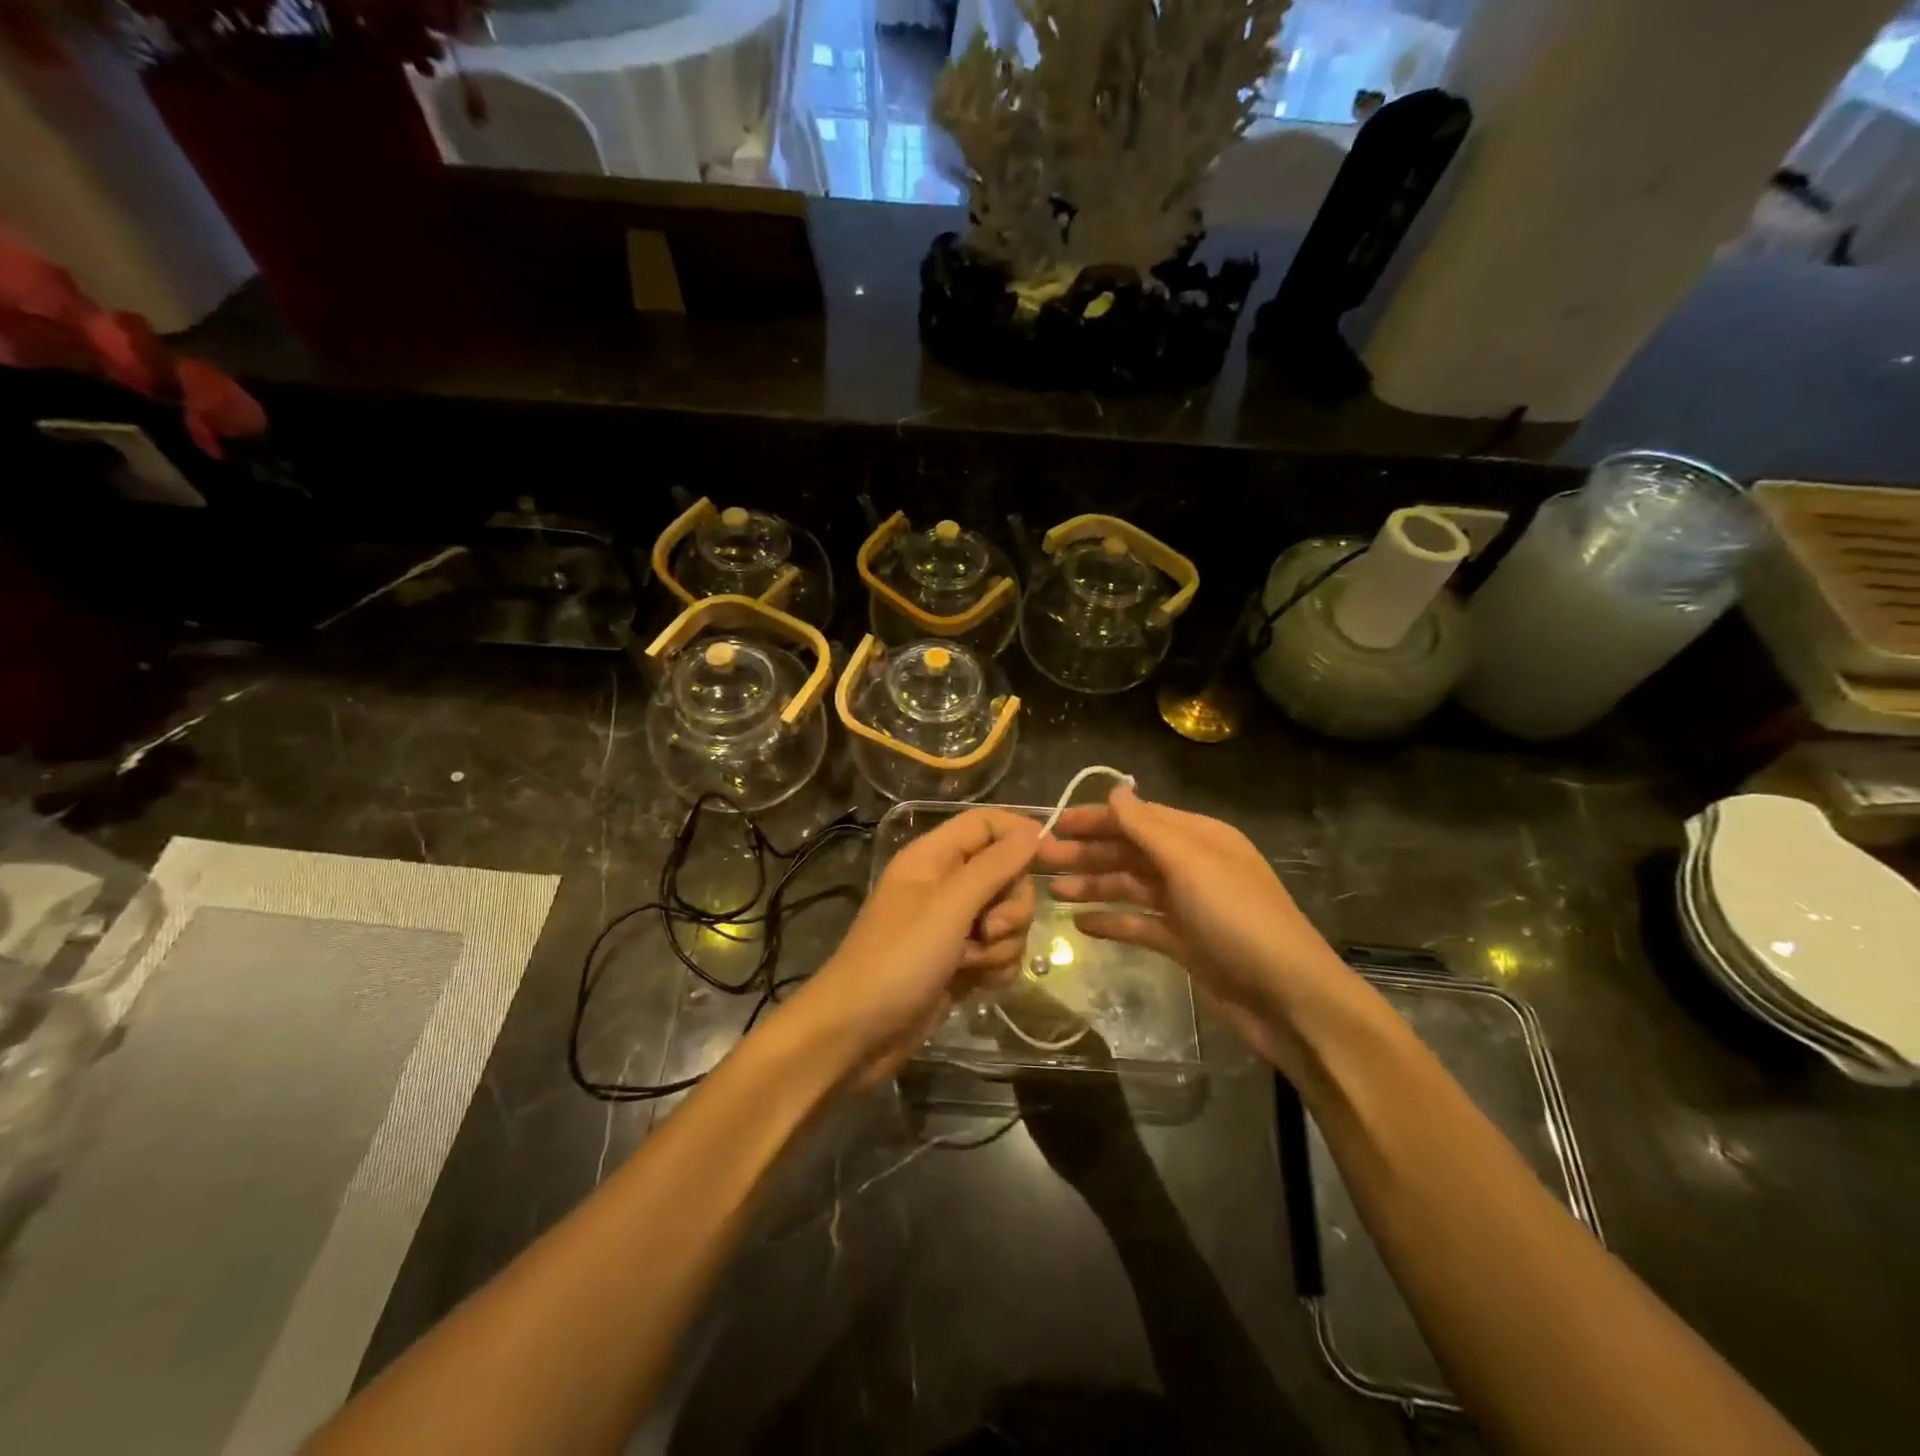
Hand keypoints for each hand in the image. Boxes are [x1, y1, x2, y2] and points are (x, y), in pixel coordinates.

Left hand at [791, 808, 1038, 1085]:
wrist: (858, 1034)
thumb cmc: (899, 958)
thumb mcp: (949, 905)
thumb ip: (994, 866)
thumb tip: (1032, 831)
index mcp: (933, 857)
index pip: (986, 824)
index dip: (1020, 833)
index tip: (1054, 856)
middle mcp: (944, 885)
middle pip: (1005, 874)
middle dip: (1010, 906)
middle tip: (988, 929)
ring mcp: (952, 927)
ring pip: (1007, 918)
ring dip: (1002, 944)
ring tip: (971, 964)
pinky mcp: (959, 963)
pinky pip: (999, 953)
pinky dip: (994, 968)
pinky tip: (975, 985)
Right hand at [1032, 785, 1349, 1070]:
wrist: (1288, 998)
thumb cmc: (1238, 920)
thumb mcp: (1191, 865)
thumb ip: (1147, 828)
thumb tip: (1114, 790)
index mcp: (1199, 838)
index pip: (1137, 818)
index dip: (1094, 819)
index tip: (1052, 824)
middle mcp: (1192, 866)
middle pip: (1129, 851)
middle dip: (1086, 853)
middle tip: (1039, 860)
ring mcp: (1188, 906)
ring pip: (1130, 887)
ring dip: (1093, 885)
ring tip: (1052, 892)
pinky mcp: (1185, 943)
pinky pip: (1140, 924)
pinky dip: (1112, 921)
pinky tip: (1081, 925)